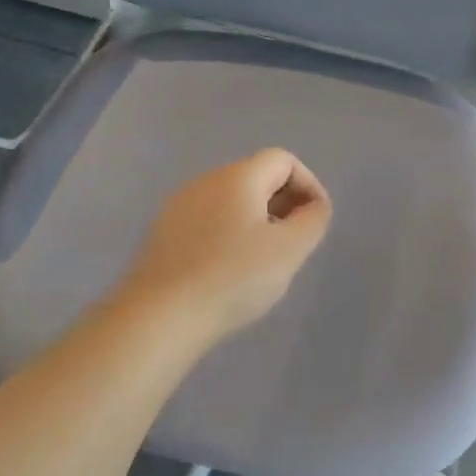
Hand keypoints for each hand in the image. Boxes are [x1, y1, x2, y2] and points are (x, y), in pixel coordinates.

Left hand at [123, 148, 332, 341]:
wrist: (161, 315)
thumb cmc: (233, 278)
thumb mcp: (289, 250)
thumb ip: (312, 220)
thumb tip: (314, 207)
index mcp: (238, 177)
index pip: (283, 160)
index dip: (308, 185)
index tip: (315, 222)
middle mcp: (206, 181)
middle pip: (256, 177)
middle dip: (284, 203)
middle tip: (294, 244)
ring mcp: (179, 206)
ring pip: (231, 201)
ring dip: (257, 221)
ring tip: (265, 261)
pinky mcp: (164, 233)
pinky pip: (209, 221)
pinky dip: (230, 235)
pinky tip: (230, 271)